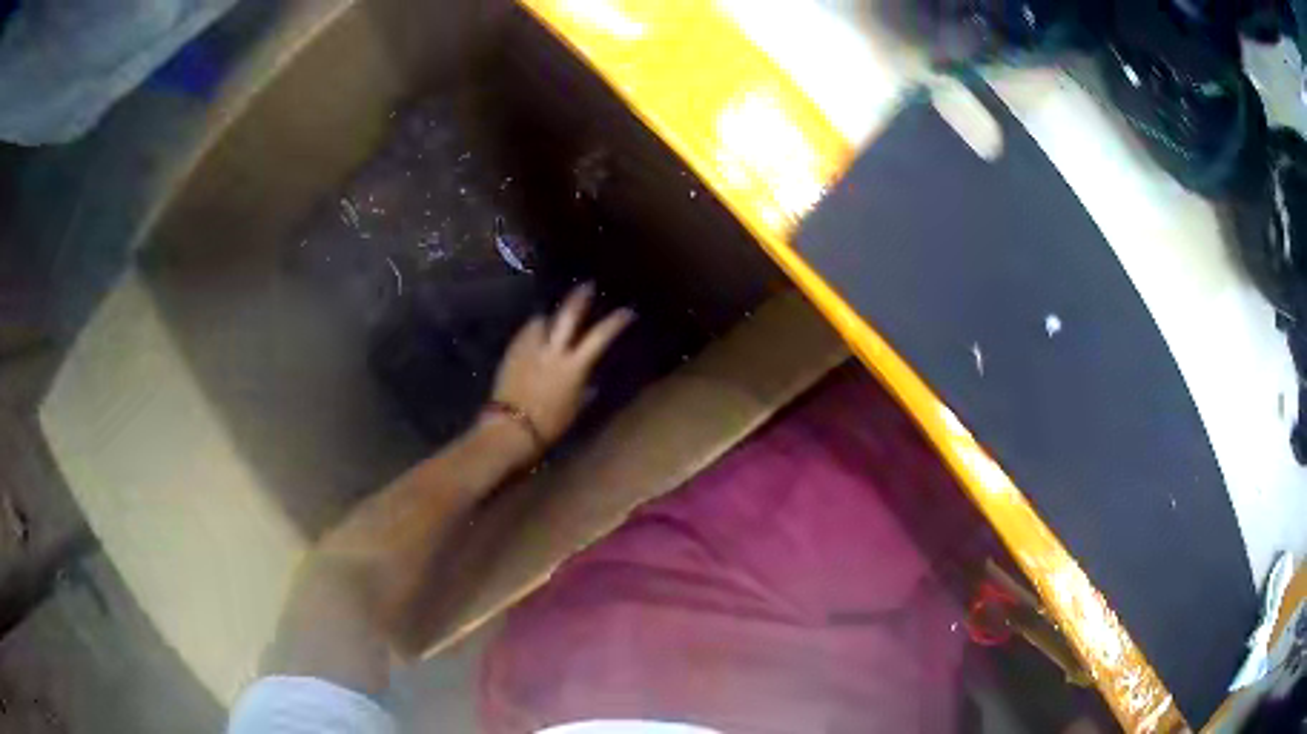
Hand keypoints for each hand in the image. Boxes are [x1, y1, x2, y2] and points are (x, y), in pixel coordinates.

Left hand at [490, 284, 633, 446]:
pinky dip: (534, 329)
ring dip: (550, 315)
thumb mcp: (575, 408)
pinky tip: (534, 333)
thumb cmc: (550, 425)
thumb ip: (584, 388)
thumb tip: (589, 379)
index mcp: (574, 366)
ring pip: (543, 319)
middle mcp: (553, 350)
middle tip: (586, 286)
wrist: (511, 428)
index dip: (615, 322)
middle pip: (568, 315)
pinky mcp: (513, 351)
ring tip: (552, 315)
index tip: (627, 312)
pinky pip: (526, 332)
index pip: (600, 337)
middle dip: (579, 298)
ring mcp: (531, 348)